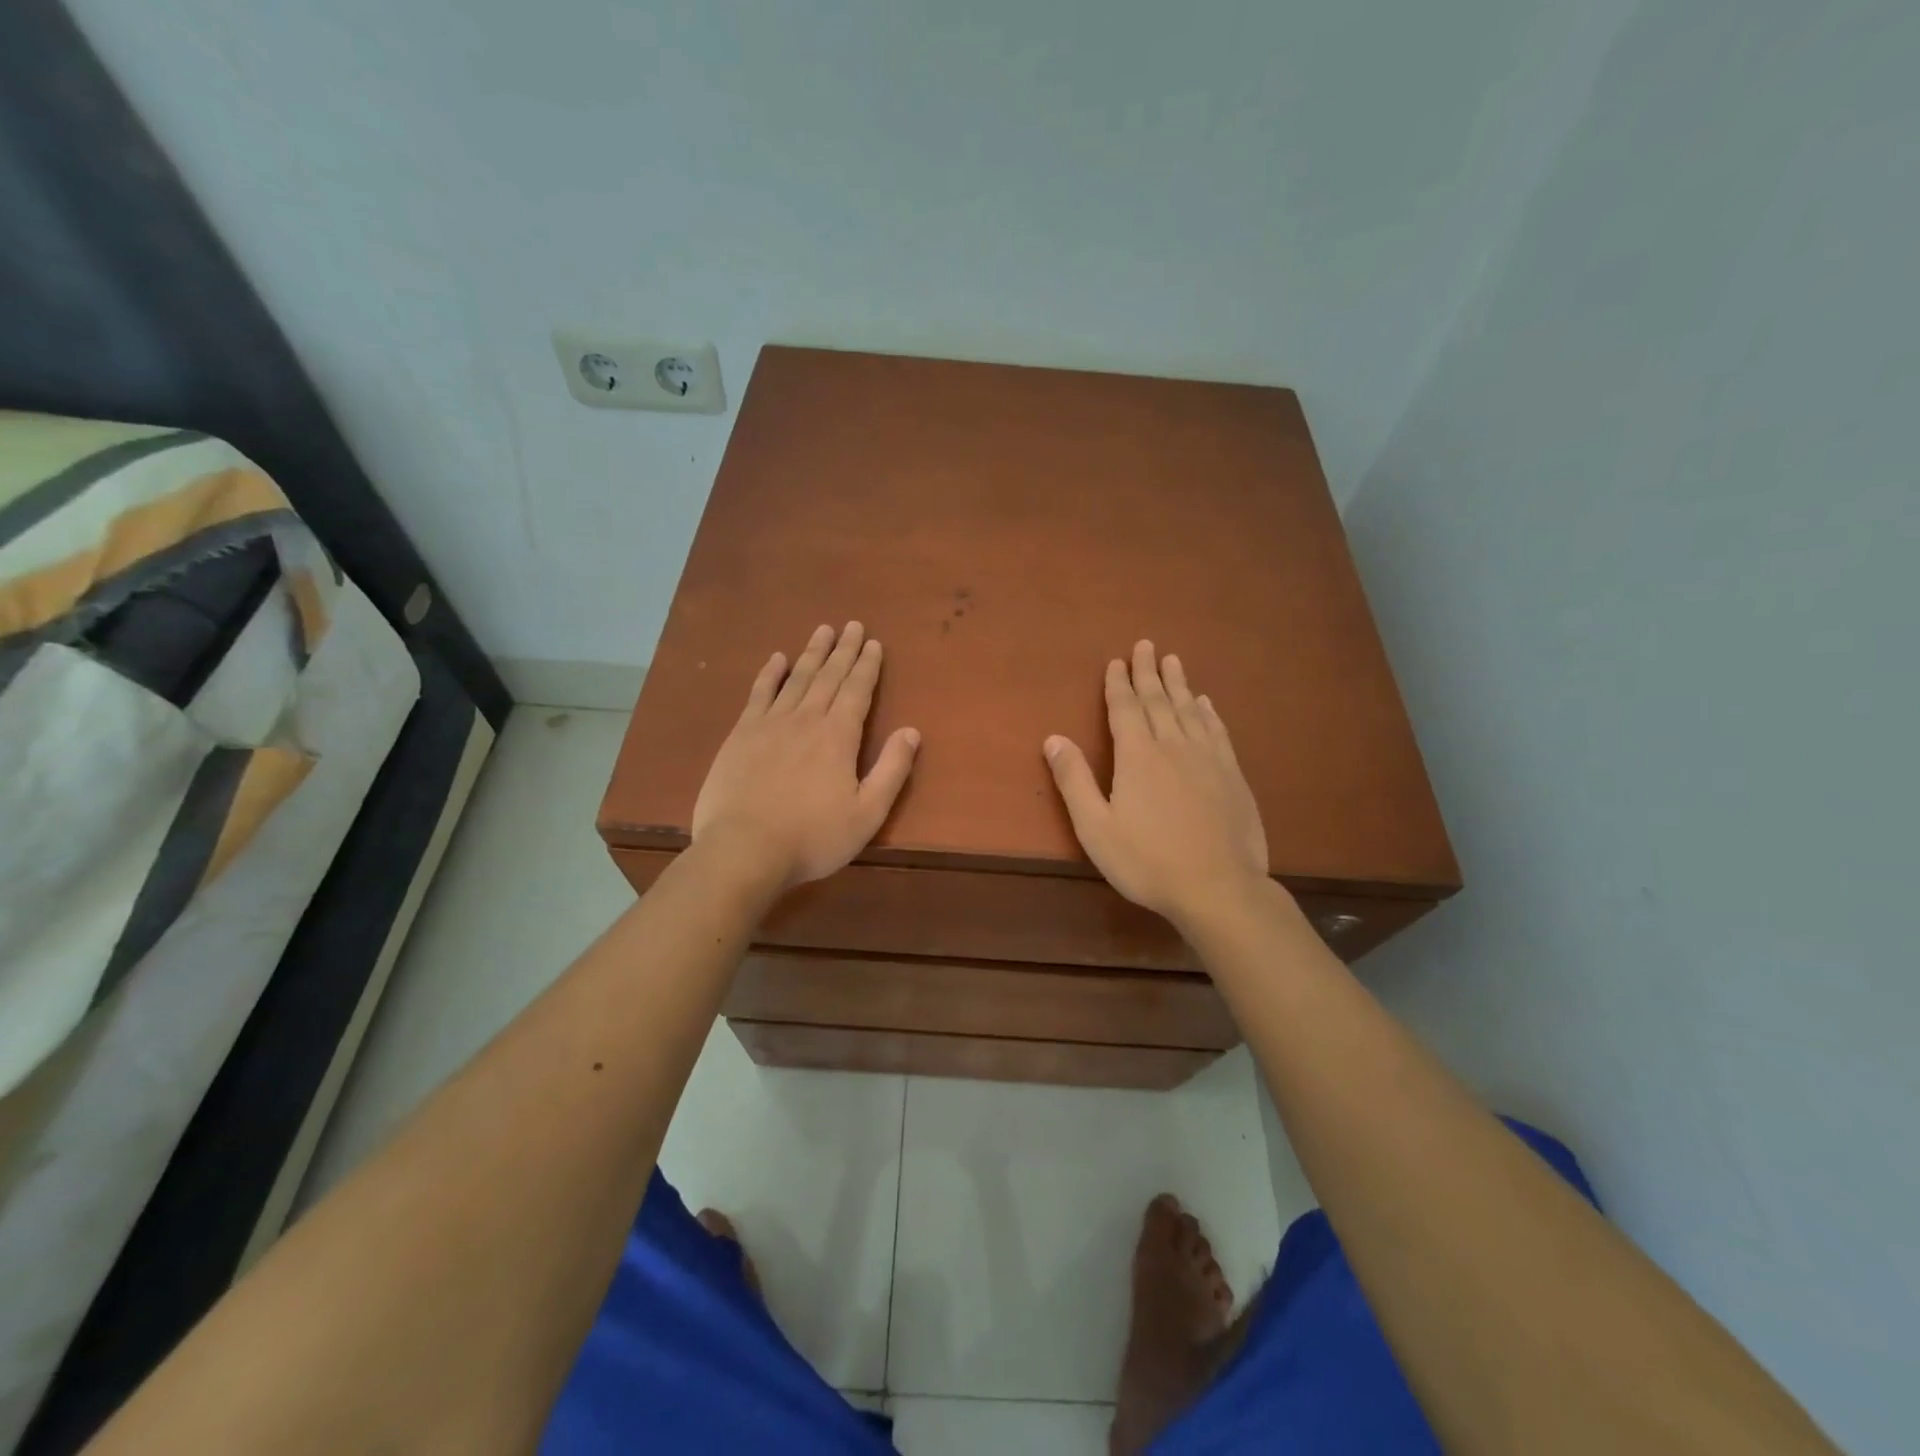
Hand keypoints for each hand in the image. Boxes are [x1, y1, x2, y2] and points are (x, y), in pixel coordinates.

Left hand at [692, 622, 919, 890]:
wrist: (743, 849)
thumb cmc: (812, 837)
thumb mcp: (867, 813)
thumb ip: (892, 770)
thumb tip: (912, 731)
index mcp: (838, 737)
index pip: (858, 691)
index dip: (867, 666)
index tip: (874, 643)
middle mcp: (806, 719)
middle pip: (829, 677)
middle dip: (844, 650)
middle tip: (852, 625)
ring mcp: (770, 724)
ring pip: (796, 679)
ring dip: (812, 654)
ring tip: (823, 631)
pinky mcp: (741, 735)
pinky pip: (759, 694)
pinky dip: (770, 674)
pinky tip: (777, 659)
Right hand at [1044, 641, 1268, 925]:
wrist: (1218, 887)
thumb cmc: (1147, 861)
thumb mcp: (1095, 827)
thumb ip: (1074, 780)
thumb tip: (1053, 739)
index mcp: (1137, 756)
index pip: (1125, 709)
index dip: (1118, 684)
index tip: (1116, 662)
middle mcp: (1173, 746)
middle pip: (1158, 700)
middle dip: (1148, 672)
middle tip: (1146, 644)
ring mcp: (1207, 758)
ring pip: (1190, 709)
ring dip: (1179, 683)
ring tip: (1173, 660)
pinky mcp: (1232, 775)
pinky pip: (1217, 731)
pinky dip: (1208, 712)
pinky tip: (1206, 704)